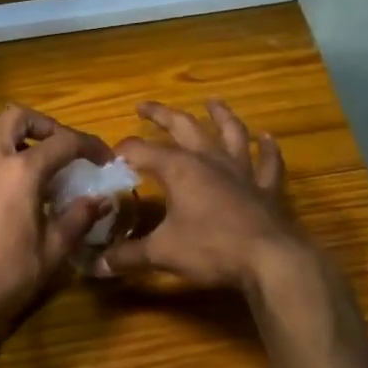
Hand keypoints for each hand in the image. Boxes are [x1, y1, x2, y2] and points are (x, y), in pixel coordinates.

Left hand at [0, 105, 114, 330]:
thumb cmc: (5, 274)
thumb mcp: (51, 250)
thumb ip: (78, 218)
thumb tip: (101, 200)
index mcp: (19, 171)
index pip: (63, 142)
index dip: (90, 145)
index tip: (105, 159)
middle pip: (18, 118)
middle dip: (46, 125)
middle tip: (66, 150)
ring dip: (24, 142)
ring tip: (47, 173)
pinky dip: (7, 159)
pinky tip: (22, 191)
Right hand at [93, 100, 308, 291]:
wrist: (270, 260)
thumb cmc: (212, 249)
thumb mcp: (162, 253)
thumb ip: (128, 256)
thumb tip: (96, 265)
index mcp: (179, 169)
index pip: (141, 151)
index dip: (122, 152)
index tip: (107, 158)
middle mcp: (209, 160)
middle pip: (183, 127)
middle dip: (161, 115)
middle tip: (144, 107)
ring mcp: (242, 171)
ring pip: (230, 133)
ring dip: (221, 115)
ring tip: (212, 102)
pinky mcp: (267, 188)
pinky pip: (268, 162)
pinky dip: (268, 148)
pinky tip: (267, 137)